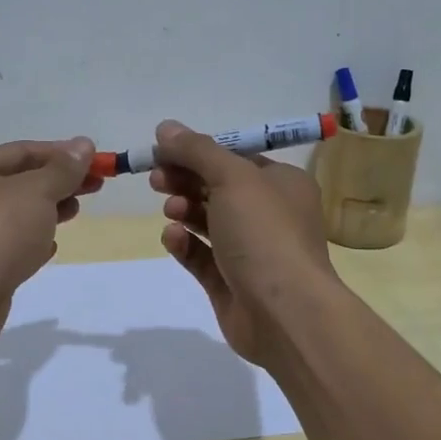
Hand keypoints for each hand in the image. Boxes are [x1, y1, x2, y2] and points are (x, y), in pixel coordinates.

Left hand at [0, 138, 100, 343]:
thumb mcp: (37, 190)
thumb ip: (63, 169)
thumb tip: (84, 144)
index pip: (20, 151)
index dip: (60, 154)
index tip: (95, 161)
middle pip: (16, 182)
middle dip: (56, 183)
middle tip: (93, 187)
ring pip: (12, 214)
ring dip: (46, 211)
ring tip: (75, 212)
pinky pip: (6, 244)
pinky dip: (30, 241)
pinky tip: (50, 247)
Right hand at [147, 119, 337, 364]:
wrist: (284, 312)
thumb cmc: (264, 233)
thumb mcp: (232, 178)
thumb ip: (197, 150)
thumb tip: (165, 127)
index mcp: (281, 184)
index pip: (234, 159)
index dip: (197, 152)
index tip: (162, 151)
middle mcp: (269, 215)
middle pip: (217, 188)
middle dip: (185, 180)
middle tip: (156, 179)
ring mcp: (249, 251)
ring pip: (207, 222)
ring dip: (184, 210)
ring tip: (169, 210)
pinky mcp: (230, 282)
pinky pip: (201, 255)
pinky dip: (185, 244)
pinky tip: (173, 238)